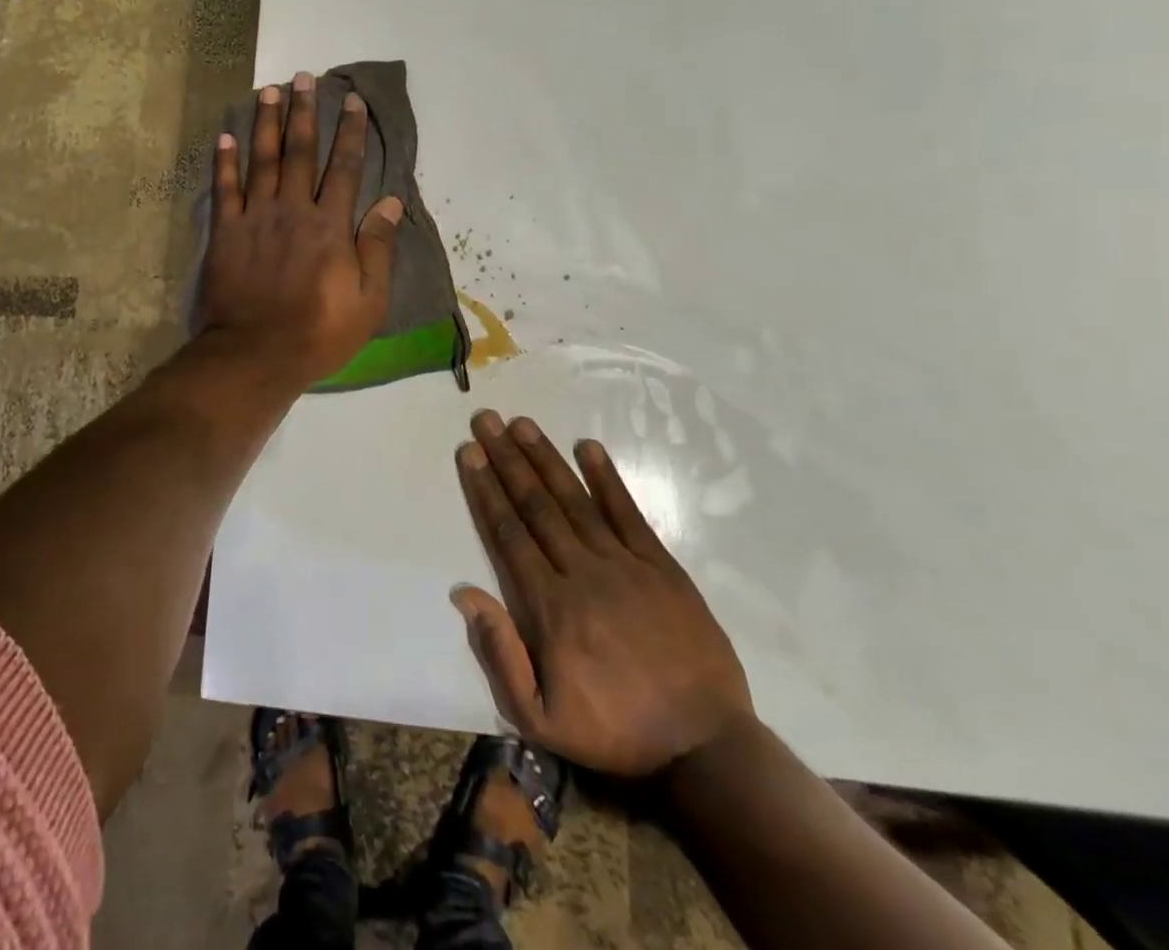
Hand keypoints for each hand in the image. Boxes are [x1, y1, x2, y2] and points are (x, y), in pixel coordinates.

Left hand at [197, 73, 403, 387]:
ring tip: (269, 90)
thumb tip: (392, 201)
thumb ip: (379, 248)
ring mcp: (255, 218)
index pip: (345, 167)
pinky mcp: (225, 232)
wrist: (255, 354)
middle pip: (300, 152)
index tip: (353, 101)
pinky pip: (224, 189)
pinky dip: (224, 161)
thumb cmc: (319, 333)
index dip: (351, 131)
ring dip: (266, 122)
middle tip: (304, 77)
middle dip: (304, 112)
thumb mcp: (368, 301)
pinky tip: (226, 135)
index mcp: (330, 225)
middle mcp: (293, 210)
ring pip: (262, 160)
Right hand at [453, 412, 753, 777]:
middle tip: (487, 420)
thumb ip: (500, 653)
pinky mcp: (661, 566)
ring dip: (545, 458)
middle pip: (536, 505)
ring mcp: (624, 565)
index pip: (509, 533)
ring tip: (522, 424)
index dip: (486, 489)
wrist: (705, 748)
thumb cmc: (615, 731)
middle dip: (507, 459)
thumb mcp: (540, 718)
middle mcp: (581, 572)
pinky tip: (588, 447)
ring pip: (575, 500)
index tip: (470, 453)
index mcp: (549, 606)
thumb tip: (464, 593)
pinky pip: (629, 513)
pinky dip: (607, 479)